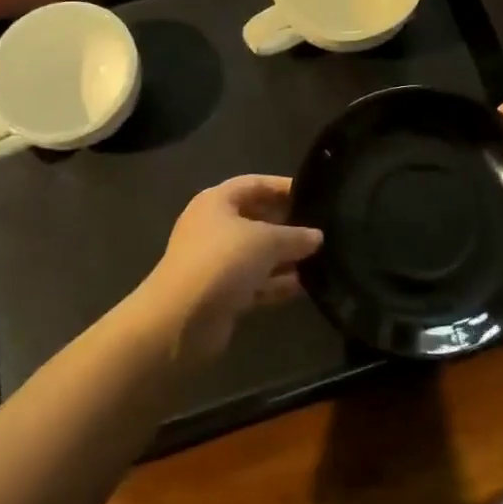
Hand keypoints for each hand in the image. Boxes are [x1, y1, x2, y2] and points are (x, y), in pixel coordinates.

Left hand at [132, 176, 323, 362]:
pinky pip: (253, 282)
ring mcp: (215, 262)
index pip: (254, 184)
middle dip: (287, 225)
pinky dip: (274, 283)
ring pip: (256, 254)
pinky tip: (302, 287)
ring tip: (319, 259)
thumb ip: (295, 236)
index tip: (313, 194)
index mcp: (216, 202)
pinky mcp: (220, 293)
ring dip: (284, 258)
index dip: (282, 187)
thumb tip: (317, 236)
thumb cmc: (223, 261)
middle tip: (321, 230)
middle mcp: (213, 227)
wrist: (181, 320)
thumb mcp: (266, 241)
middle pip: (256, 219)